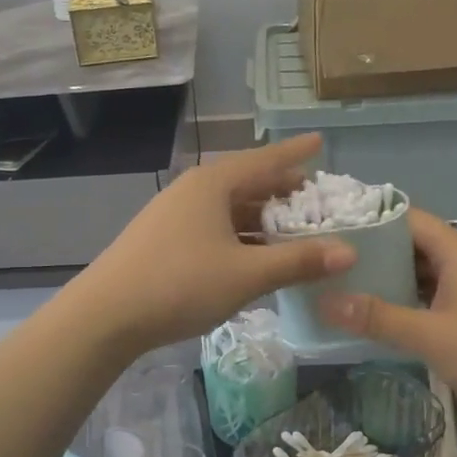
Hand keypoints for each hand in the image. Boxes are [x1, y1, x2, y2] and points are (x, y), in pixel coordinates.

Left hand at [69, 134, 356, 356]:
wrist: (106, 315)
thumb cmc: (180, 283)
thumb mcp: (247, 274)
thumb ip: (298, 261)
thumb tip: (350, 251)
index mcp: (214, 183)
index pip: (266, 160)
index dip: (296, 153)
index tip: (321, 141)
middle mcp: (194, 191)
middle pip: (248, 184)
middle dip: (282, 192)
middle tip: (316, 201)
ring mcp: (175, 215)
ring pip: (229, 210)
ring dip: (262, 220)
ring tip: (293, 232)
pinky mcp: (164, 240)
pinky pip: (214, 229)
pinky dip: (240, 238)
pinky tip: (255, 258)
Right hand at [319, 207, 456, 430]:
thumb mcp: (430, 337)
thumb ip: (377, 317)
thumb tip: (324, 300)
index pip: (406, 217)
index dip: (369, 219)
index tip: (333, 230)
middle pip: (414, 244)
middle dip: (375, 253)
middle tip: (332, 264)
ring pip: (427, 271)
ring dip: (393, 279)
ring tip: (349, 288)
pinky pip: (440, 293)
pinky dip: (413, 299)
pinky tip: (387, 316)